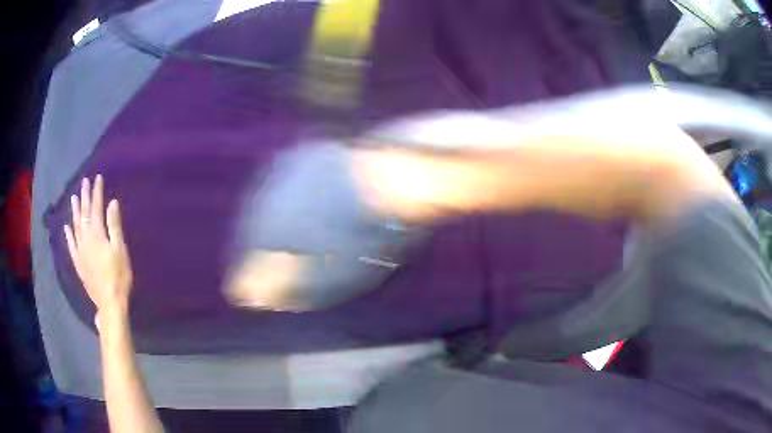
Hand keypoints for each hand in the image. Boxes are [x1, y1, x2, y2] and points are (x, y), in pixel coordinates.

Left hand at [64, 175, 132, 316]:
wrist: (109, 303)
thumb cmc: (118, 276)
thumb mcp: (120, 250)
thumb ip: (114, 226)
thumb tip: (112, 203)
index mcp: (97, 234)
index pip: (95, 208)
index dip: (96, 192)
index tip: (97, 178)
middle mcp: (85, 239)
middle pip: (84, 214)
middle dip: (85, 197)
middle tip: (84, 182)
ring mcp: (80, 251)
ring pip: (75, 226)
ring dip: (75, 211)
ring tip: (74, 198)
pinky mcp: (78, 263)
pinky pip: (71, 245)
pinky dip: (68, 234)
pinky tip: (67, 227)